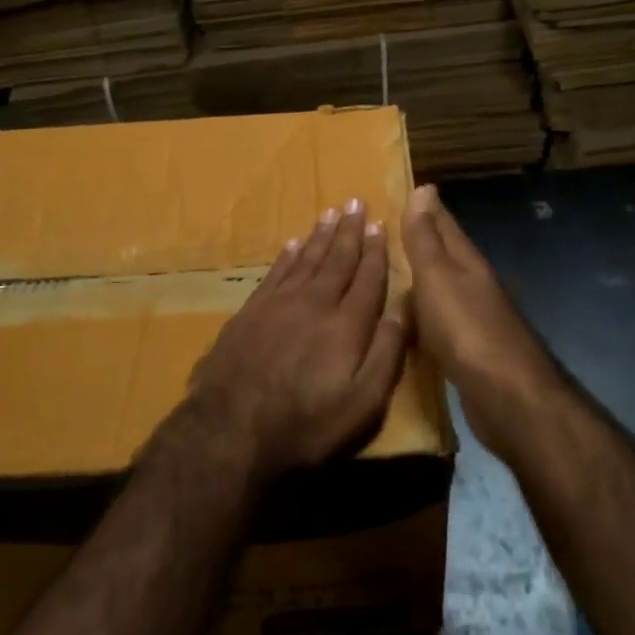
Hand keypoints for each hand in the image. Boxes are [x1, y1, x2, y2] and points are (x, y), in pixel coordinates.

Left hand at [177, 201, 410, 484]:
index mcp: (347, 324)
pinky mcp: (250, 312)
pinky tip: (293, 244)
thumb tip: (404, 308)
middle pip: (337, 260)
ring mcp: (278, 304)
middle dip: (350, 232)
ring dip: (320, 236)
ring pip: (305, 259)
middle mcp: (315, 303)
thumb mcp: (363, 404)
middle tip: (356, 203)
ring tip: (331, 214)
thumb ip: (387, 353)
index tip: (381, 225)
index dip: (376, 251)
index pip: (368, 278)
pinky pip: (275, 272)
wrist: (230, 431)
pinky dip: (287, 255)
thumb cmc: (306, 425)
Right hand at [402, 184, 562, 455]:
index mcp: (466, 263)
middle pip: (444, 254)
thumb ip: (426, 238)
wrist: (508, 397)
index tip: (405, 188)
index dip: (425, 207)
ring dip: (420, 276)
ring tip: (389, 270)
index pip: (443, 224)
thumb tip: (424, 188)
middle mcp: (473, 285)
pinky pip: (439, 320)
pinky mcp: (468, 350)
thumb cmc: (468, 329)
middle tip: (387, 228)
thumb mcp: (438, 277)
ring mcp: (473, 318)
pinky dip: (423, 312)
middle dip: (421, 238)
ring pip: (442, 287)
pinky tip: (409, 319)